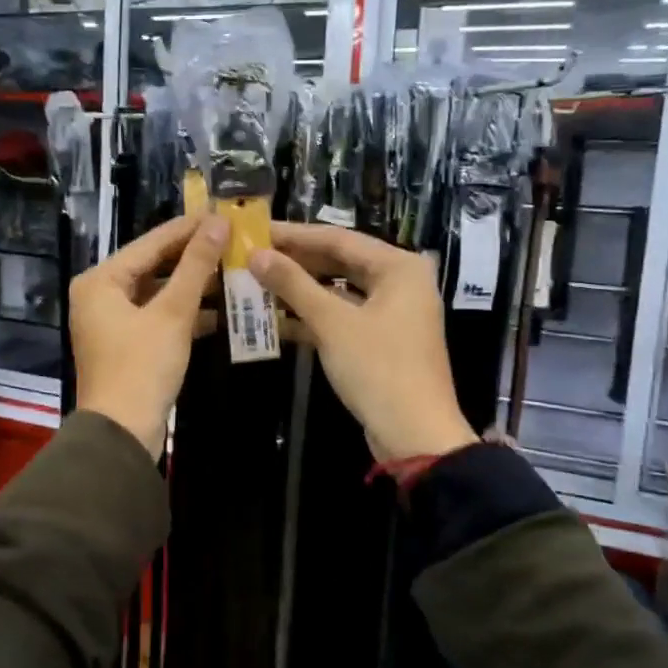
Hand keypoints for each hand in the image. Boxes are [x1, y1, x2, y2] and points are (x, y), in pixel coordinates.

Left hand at [71, 213, 226, 456]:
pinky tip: (224, 306)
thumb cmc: (142, 368)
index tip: (223, 212)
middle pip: (153, 265)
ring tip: (234, 267)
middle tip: (233, 237)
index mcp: (100, 281)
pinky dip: (187, 311)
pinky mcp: (128, 343)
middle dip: (194, 256)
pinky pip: (159, 315)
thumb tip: (217, 223)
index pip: (151, 243)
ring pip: (159, 291)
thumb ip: (196, 266)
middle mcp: (100, 295)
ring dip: (194, 284)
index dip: (188, 228)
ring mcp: (113, 321)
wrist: (123, 434)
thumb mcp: (172, 313)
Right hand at [250, 224, 477, 463]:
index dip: (294, 235)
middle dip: (296, 261)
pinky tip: (275, 317)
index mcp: (399, 267)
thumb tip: (256, 254)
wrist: (415, 436)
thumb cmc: (378, 369)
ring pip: (339, 291)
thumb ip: (293, 284)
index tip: (256, 231)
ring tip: (257, 282)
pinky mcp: (381, 340)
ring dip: (300, 290)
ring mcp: (393, 313)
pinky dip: (313, 316)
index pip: (338, 239)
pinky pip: (342, 316)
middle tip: (253, 255)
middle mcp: (401, 282)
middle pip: (340, 262)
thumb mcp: (332, 323)